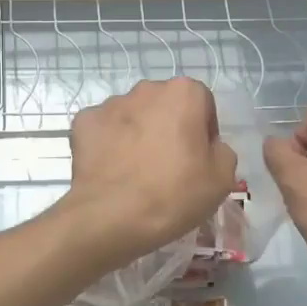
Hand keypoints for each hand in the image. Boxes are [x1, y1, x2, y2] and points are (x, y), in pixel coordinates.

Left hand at [57, 78, 237, 269]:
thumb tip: (206, 148)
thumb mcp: (222, 179)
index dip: (203, 131)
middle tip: (169, 166)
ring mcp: (110, 104)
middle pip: (165, 106)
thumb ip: (221, 151)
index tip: (198, 160)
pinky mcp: (84, 122)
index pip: (202, 103)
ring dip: (138, 134)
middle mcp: (146, 89)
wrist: (112, 216)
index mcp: (184, 93)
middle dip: (169, 128)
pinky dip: (109, 145)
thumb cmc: (174, 193)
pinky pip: (104, 130)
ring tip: (137, 172)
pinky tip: (112, 171)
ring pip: (132, 116)